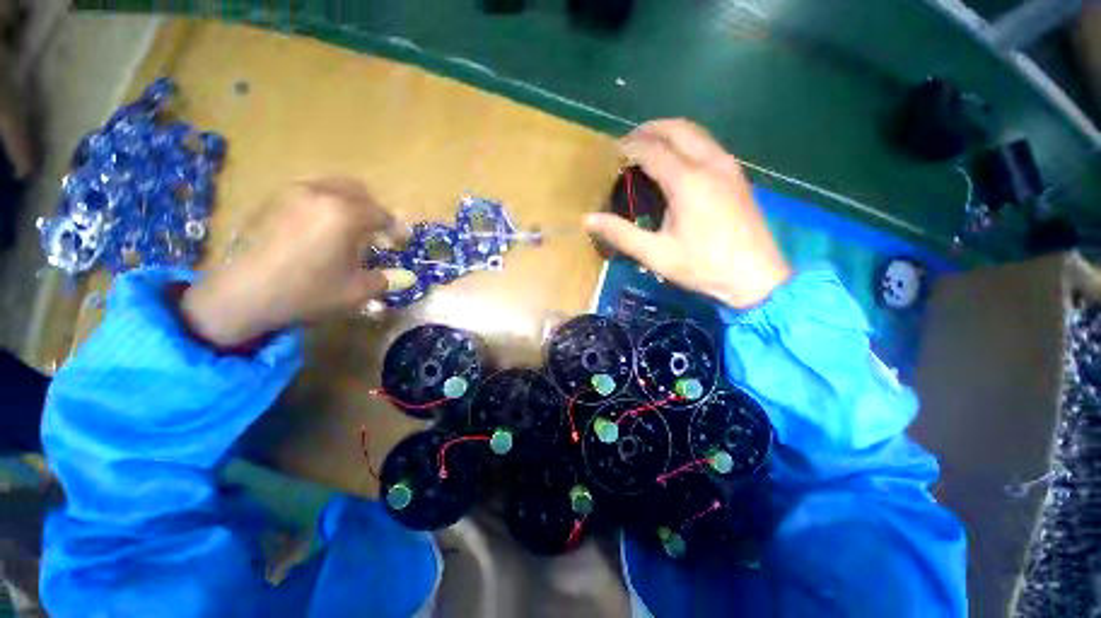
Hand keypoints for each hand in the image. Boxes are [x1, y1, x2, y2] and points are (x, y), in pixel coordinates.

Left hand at [181, 178, 413, 346]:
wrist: (243, 294)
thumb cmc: (308, 291)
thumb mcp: (357, 291)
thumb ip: (387, 280)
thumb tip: (407, 277)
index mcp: (345, 213)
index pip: (381, 214)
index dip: (395, 229)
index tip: (400, 242)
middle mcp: (320, 194)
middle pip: (358, 190)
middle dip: (373, 209)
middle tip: (377, 233)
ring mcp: (292, 194)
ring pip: (331, 187)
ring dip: (348, 204)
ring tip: (349, 230)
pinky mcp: (272, 201)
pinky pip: (309, 193)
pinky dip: (324, 206)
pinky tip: (320, 231)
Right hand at [586, 119, 789, 308]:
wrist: (756, 277)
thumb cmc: (703, 266)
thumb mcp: (656, 255)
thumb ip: (621, 234)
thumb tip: (589, 220)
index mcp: (687, 181)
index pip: (651, 149)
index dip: (628, 148)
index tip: (610, 154)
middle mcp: (710, 163)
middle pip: (676, 128)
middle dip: (648, 130)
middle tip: (627, 146)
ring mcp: (728, 166)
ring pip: (695, 132)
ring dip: (668, 133)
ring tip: (647, 150)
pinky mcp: (736, 175)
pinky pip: (707, 144)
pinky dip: (685, 143)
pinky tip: (675, 164)